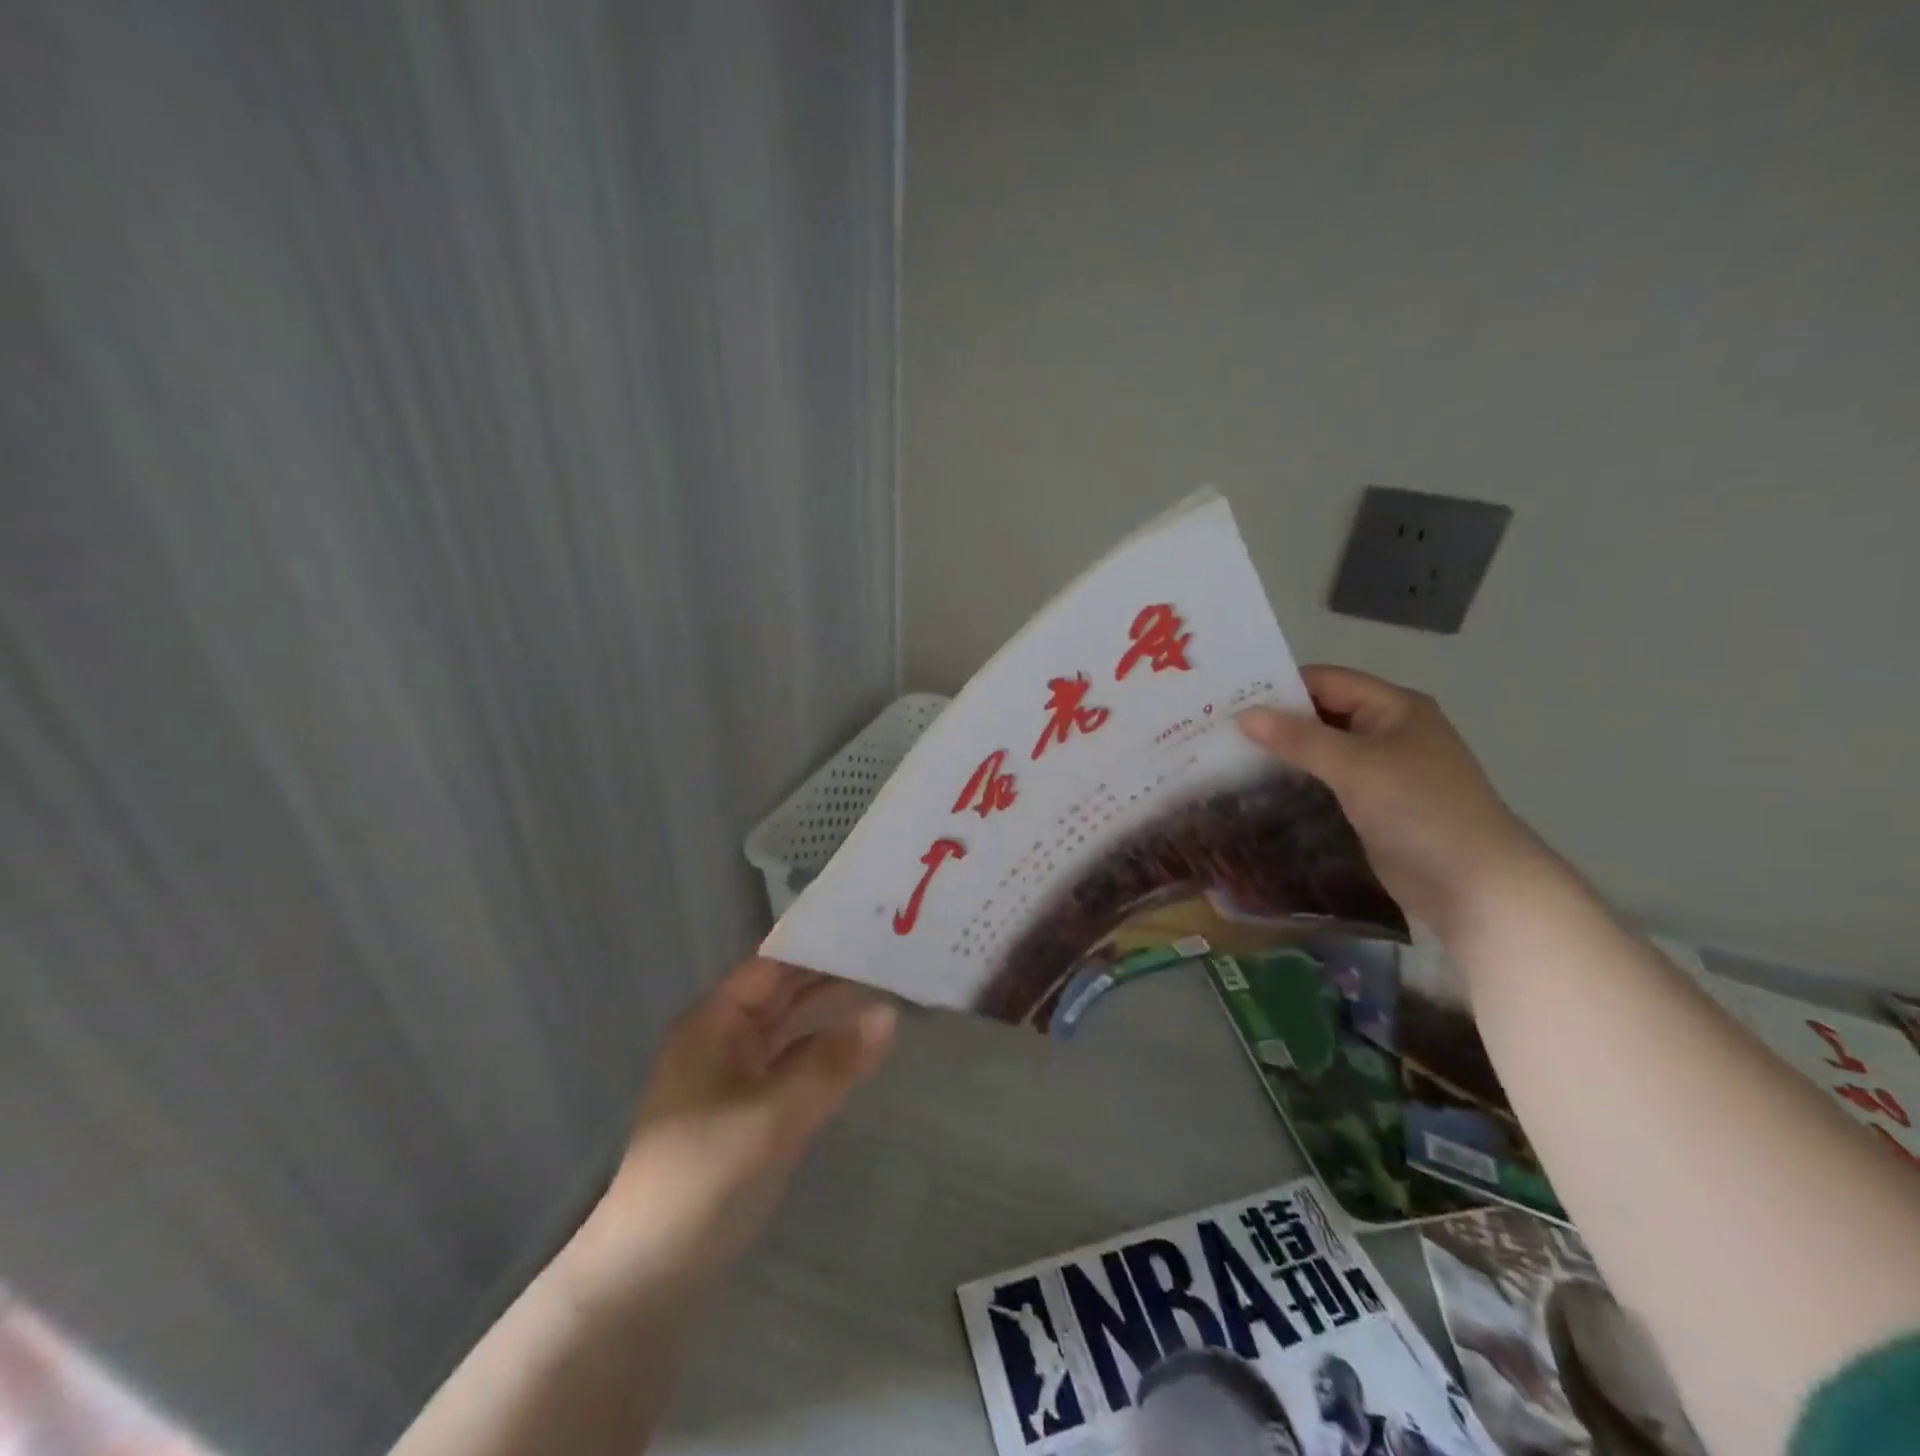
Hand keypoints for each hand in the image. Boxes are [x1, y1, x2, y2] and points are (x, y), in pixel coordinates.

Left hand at [558, 958, 895, 1311]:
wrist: (648, 1279)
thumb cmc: (701, 1180)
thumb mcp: (772, 1118)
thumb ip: (831, 1064)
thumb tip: (889, 1013)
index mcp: (715, 1024)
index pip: (773, 966)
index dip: (818, 944)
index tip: (871, 926)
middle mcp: (726, 1040)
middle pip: (786, 993)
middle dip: (833, 975)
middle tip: (895, 953)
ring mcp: (740, 1077)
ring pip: (795, 1030)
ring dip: (835, 1014)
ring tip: (891, 988)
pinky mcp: (754, 1112)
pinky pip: (798, 1066)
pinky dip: (829, 1054)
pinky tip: (866, 1046)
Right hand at [1236, 666, 1542, 937]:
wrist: (1474, 884)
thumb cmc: (1419, 809)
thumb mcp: (1356, 765)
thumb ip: (1299, 739)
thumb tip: (1244, 716)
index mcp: (1394, 707)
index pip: (1327, 681)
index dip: (1280, 687)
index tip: (1229, 699)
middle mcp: (1388, 731)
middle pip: (1322, 714)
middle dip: (1276, 721)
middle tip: (1219, 729)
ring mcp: (1382, 771)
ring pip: (1322, 750)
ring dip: (1283, 752)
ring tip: (1228, 756)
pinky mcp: (1373, 805)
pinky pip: (1327, 781)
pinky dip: (1297, 780)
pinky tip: (1260, 787)